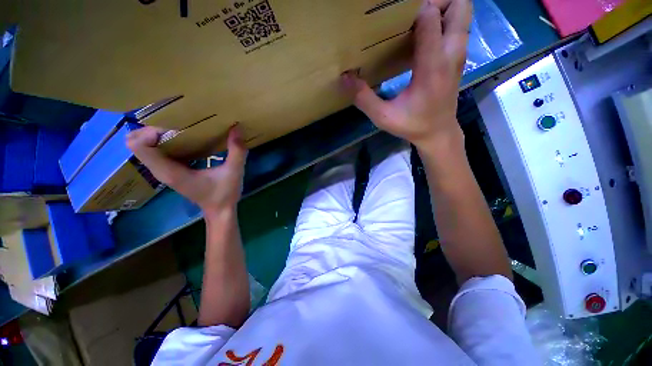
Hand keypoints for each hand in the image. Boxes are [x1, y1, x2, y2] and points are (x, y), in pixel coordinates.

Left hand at [126, 125, 247, 215]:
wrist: (220, 211)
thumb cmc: (224, 194)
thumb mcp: (234, 172)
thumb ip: (236, 151)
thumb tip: (236, 127)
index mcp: (171, 171)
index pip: (139, 145)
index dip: (151, 131)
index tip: (175, 128)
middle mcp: (161, 170)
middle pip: (136, 142)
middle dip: (153, 129)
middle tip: (179, 125)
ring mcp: (164, 172)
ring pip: (144, 147)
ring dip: (157, 134)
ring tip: (182, 130)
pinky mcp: (170, 171)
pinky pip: (156, 152)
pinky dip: (164, 142)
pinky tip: (185, 140)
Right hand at [342, 0, 471, 149]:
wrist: (438, 133)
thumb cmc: (413, 125)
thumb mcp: (384, 117)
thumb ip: (364, 98)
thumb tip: (345, 78)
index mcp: (433, 67)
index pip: (430, 18)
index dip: (413, 9)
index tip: (394, 14)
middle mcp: (451, 54)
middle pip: (460, 4)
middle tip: (412, 9)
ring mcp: (458, 55)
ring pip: (463, 12)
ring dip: (443, 6)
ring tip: (416, 17)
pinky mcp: (457, 58)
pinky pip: (457, 26)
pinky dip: (444, 19)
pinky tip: (423, 32)